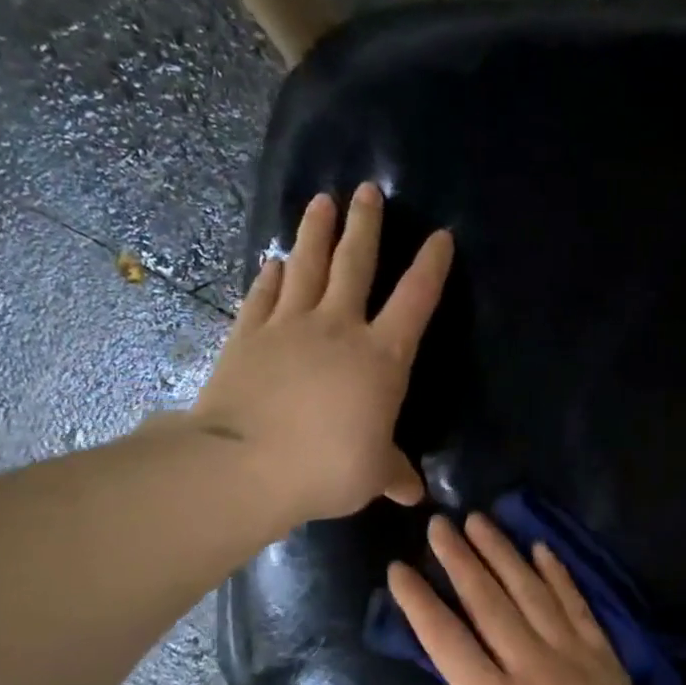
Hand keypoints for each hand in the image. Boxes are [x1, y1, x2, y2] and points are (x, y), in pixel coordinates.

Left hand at [193, 183, 453, 525]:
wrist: (245, 465)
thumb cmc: (326, 467)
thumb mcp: (371, 475)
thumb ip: (394, 474)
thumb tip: (415, 494)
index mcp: (381, 357)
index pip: (415, 301)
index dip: (431, 267)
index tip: (440, 235)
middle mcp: (339, 328)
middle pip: (355, 264)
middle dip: (365, 224)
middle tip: (366, 190)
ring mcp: (289, 326)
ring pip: (307, 266)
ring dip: (315, 232)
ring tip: (320, 201)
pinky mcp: (248, 334)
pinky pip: (263, 295)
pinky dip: (270, 276)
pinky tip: (273, 262)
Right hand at [387, 513, 675, 684]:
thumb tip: (472, 669)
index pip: (444, 638)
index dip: (418, 600)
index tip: (399, 568)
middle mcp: (530, 667)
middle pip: (487, 601)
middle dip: (459, 558)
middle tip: (439, 524)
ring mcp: (572, 656)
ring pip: (531, 591)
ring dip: (503, 552)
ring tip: (481, 520)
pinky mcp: (603, 655)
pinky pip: (577, 605)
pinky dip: (558, 574)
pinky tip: (540, 548)